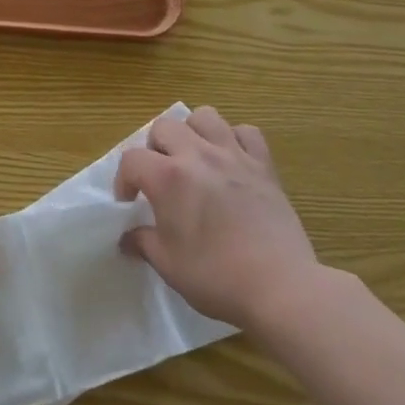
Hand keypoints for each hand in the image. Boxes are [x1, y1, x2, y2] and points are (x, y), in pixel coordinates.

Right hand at [116, 106, 321, 331]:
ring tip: (193, 159)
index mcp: (168, 177)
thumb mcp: (168, 265)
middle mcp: (198, 155)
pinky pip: (246, 132)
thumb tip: (128, 238)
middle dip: (154, 149)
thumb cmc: (217, 277)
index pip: (131, 160)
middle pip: (164, 127)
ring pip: (204, 116)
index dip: (123, 180)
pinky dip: (234, 140)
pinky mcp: (264, 165)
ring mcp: (234, 156)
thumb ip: (143, 243)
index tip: (130, 203)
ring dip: (192, 133)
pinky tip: (231, 162)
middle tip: (160, 178)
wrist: (281, 287)